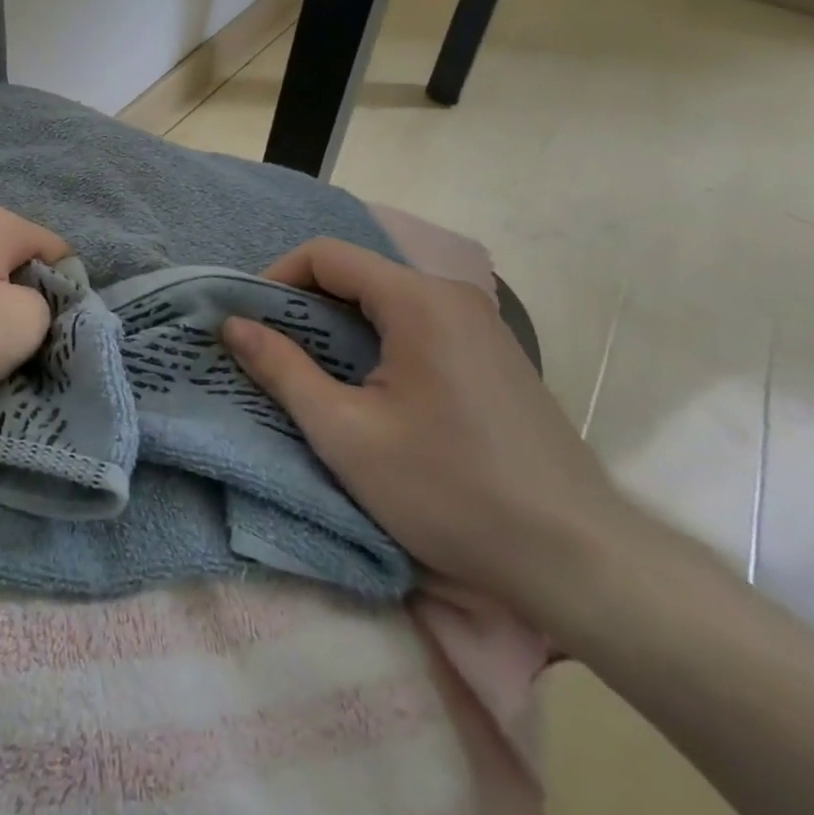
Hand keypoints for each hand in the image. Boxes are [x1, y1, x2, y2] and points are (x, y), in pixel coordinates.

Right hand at [220, 238, 632, 616]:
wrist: (580, 560)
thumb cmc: (450, 491)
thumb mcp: (346, 435)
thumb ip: (283, 370)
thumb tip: (233, 324)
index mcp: (417, 301)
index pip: (326, 255)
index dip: (276, 278)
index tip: (251, 323)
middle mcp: (453, 296)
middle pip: (358, 274)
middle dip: (305, 306)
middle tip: (273, 353)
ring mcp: (481, 325)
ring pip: (388, 301)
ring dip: (340, 326)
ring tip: (314, 375)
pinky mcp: (495, 356)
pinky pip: (420, 325)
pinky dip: (379, 342)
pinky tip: (373, 392)